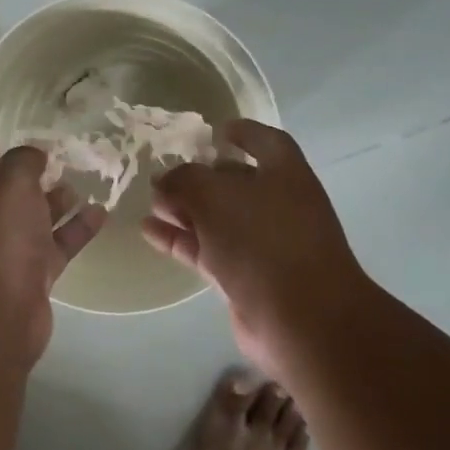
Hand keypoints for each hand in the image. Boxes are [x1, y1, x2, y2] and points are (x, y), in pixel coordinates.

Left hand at [0, 137, 105, 365]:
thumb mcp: (9, 182)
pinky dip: (73, 231)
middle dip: (24, 179)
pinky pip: (51, 248)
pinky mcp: (25, 280)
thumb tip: (32, 154)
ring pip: (26, 223)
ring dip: (51, 203)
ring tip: (78, 184)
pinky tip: (100, 213)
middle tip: (53, 162)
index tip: (5, 140)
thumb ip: (23, 161)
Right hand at [142, 120, 369, 374]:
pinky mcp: (245, 278)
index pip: (265, 142)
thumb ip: (185, 181)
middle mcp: (278, 205)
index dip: (242, 132)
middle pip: (236, 181)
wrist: (301, 318)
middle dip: (201, 176)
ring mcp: (263, 244)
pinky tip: (148, 232)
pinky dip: (180, 240)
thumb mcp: (215, 195)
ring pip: (218, 219)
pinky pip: (207, 250)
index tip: (214, 131)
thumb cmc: (264, 239)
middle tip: (164, 173)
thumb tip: (164, 182)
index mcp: (285, 174)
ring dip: (185, 209)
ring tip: (150, 202)